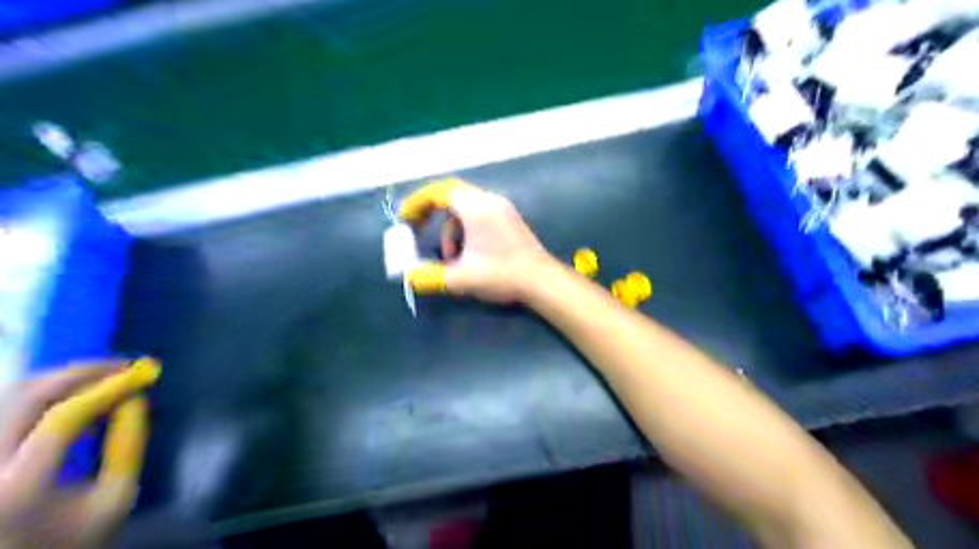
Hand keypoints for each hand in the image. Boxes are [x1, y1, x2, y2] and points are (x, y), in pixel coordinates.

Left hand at [0, 360, 159, 548]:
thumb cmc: (77, 539)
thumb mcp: (117, 496)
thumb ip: (128, 445)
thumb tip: (135, 398)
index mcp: (18, 487)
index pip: (62, 418)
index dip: (106, 388)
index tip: (142, 372)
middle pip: (27, 397)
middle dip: (82, 372)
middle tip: (124, 364)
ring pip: (9, 395)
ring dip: (62, 378)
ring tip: (104, 376)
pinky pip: (6, 407)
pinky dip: (43, 392)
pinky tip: (75, 395)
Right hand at [396, 175, 548, 302]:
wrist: (542, 282)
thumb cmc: (502, 275)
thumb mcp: (461, 278)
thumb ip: (431, 276)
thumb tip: (410, 276)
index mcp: (477, 208)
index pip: (440, 192)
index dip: (418, 202)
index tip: (406, 219)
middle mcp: (490, 201)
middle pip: (452, 196)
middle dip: (432, 215)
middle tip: (418, 230)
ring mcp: (503, 209)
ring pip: (465, 209)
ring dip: (451, 230)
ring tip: (451, 259)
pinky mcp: (509, 220)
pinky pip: (479, 215)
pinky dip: (466, 230)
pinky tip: (468, 255)